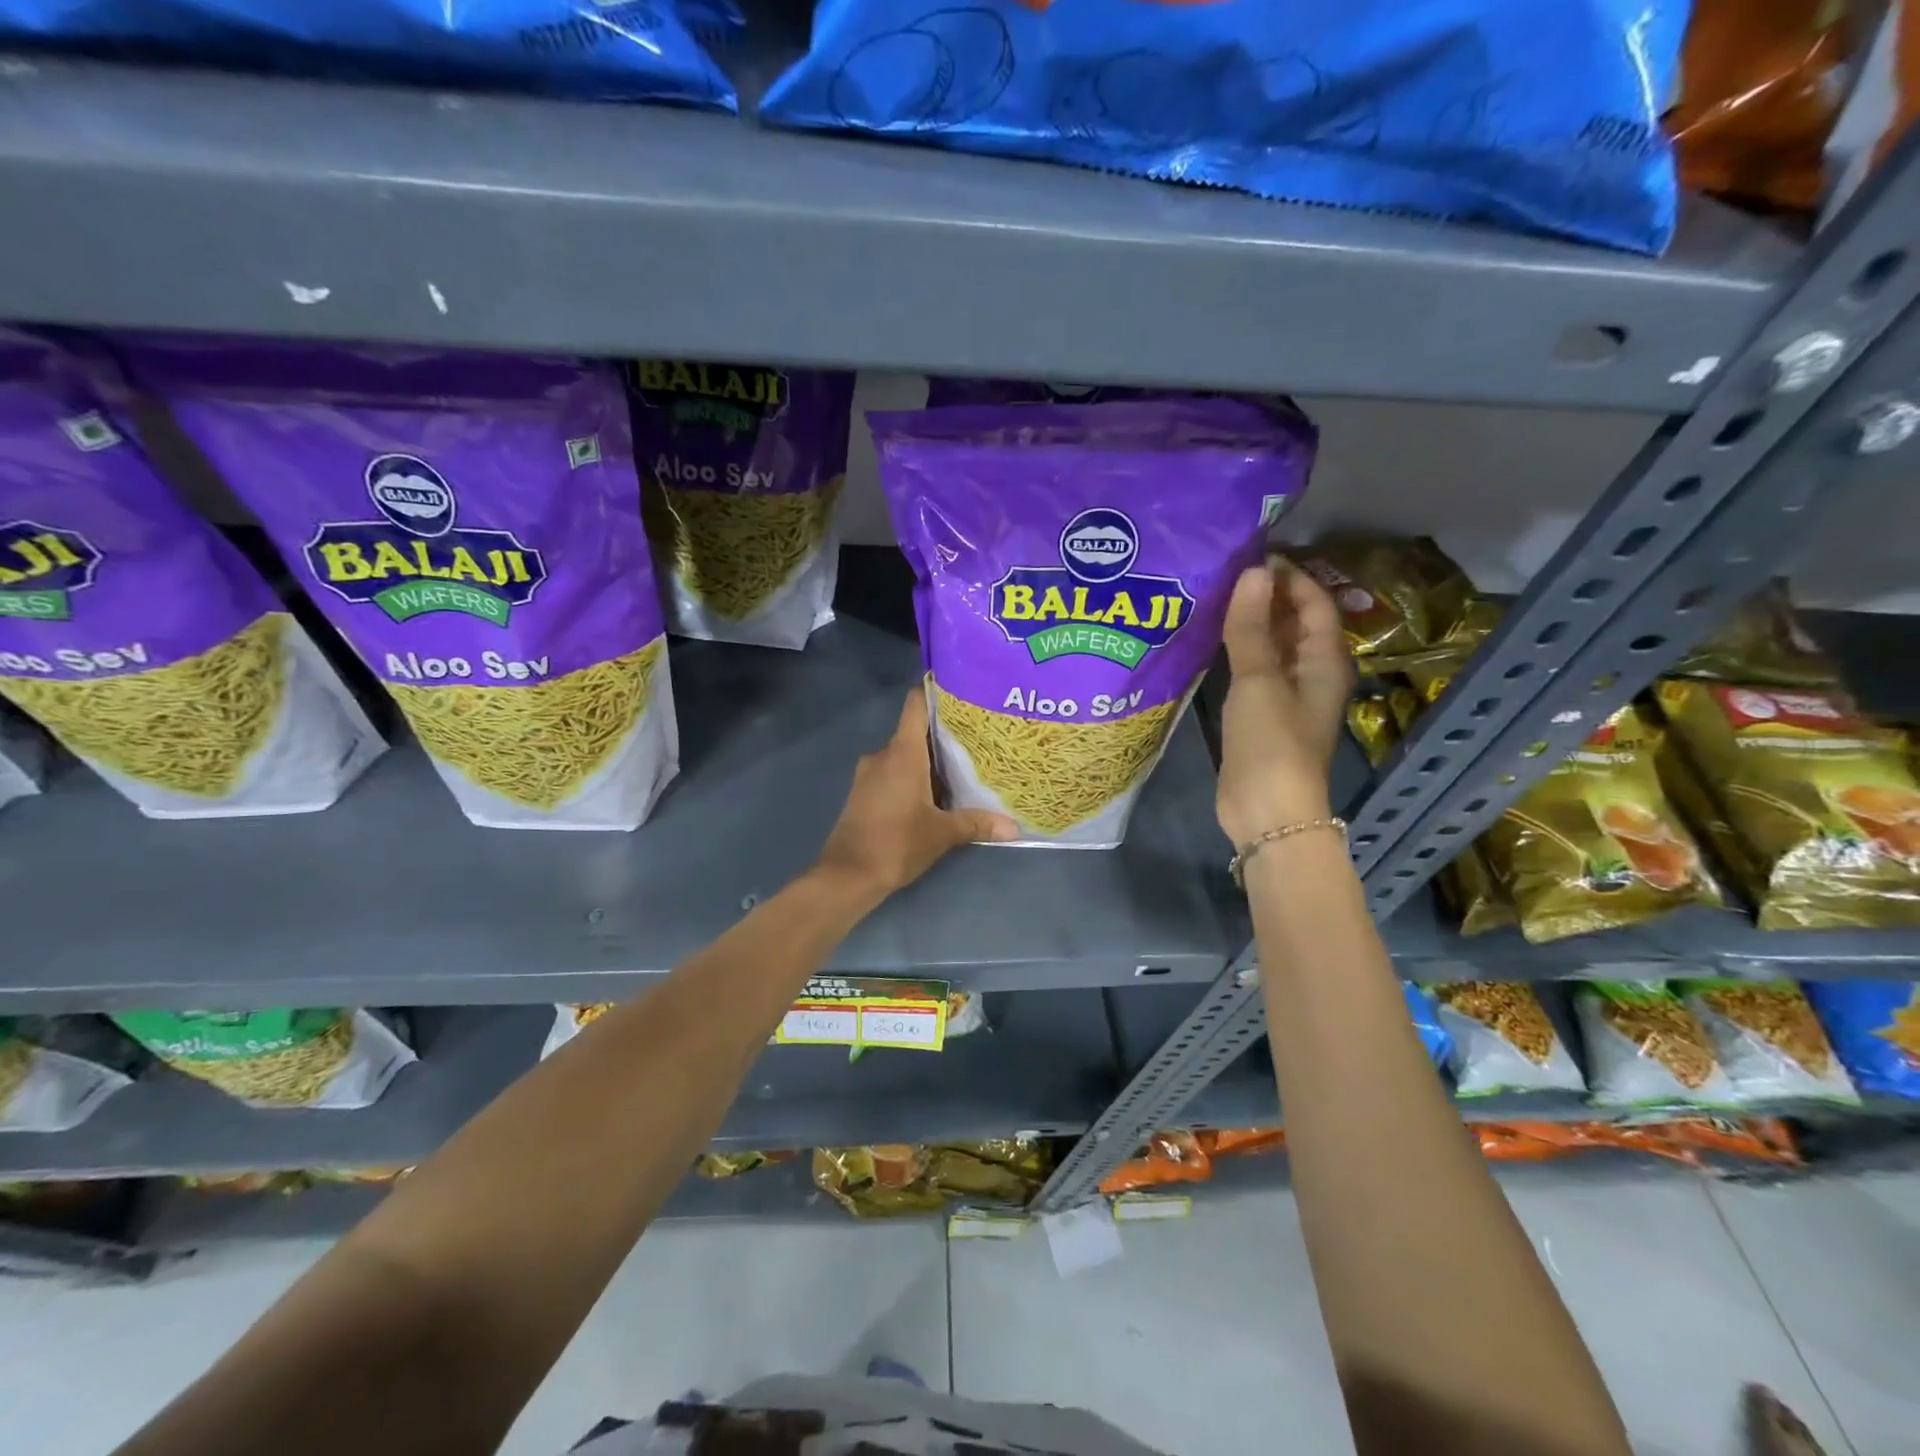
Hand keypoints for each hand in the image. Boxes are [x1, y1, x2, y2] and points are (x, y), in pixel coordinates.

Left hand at [816, 689, 1018, 898]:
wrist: (847, 876)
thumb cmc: (895, 844)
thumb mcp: (942, 834)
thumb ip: (977, 824)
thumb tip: (1014, 827)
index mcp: (902, 753)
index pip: (916, 704)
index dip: (936, 693)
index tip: (963, 694)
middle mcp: (883, 755)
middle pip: (915, 731)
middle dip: (944, 734)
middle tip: (978, 738)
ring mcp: (869, 774)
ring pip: (904, 754)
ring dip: (929, 759)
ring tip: (963, 767)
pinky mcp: (863, 793)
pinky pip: (893, 772)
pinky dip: (913, 776)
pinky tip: (936, 792)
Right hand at [1215, 558, 1353, 844]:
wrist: (1266, 811)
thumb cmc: (1271, 743)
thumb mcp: (1259, 680)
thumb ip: (1253, 628)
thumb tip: (1252, 572)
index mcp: (1324, 661)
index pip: (1314, 603)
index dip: (1288, 576)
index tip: (1248, 555)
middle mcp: (1310, 673)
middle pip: (1295, 622)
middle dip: (1266, 596)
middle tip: (1223, 572)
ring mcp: (1285, 696)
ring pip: (1272, 646)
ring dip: (1250, 623)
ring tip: (1212, 597)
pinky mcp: (1261, 715)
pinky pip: (1253, 670)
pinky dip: (1237, 651)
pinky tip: (1209, 640)